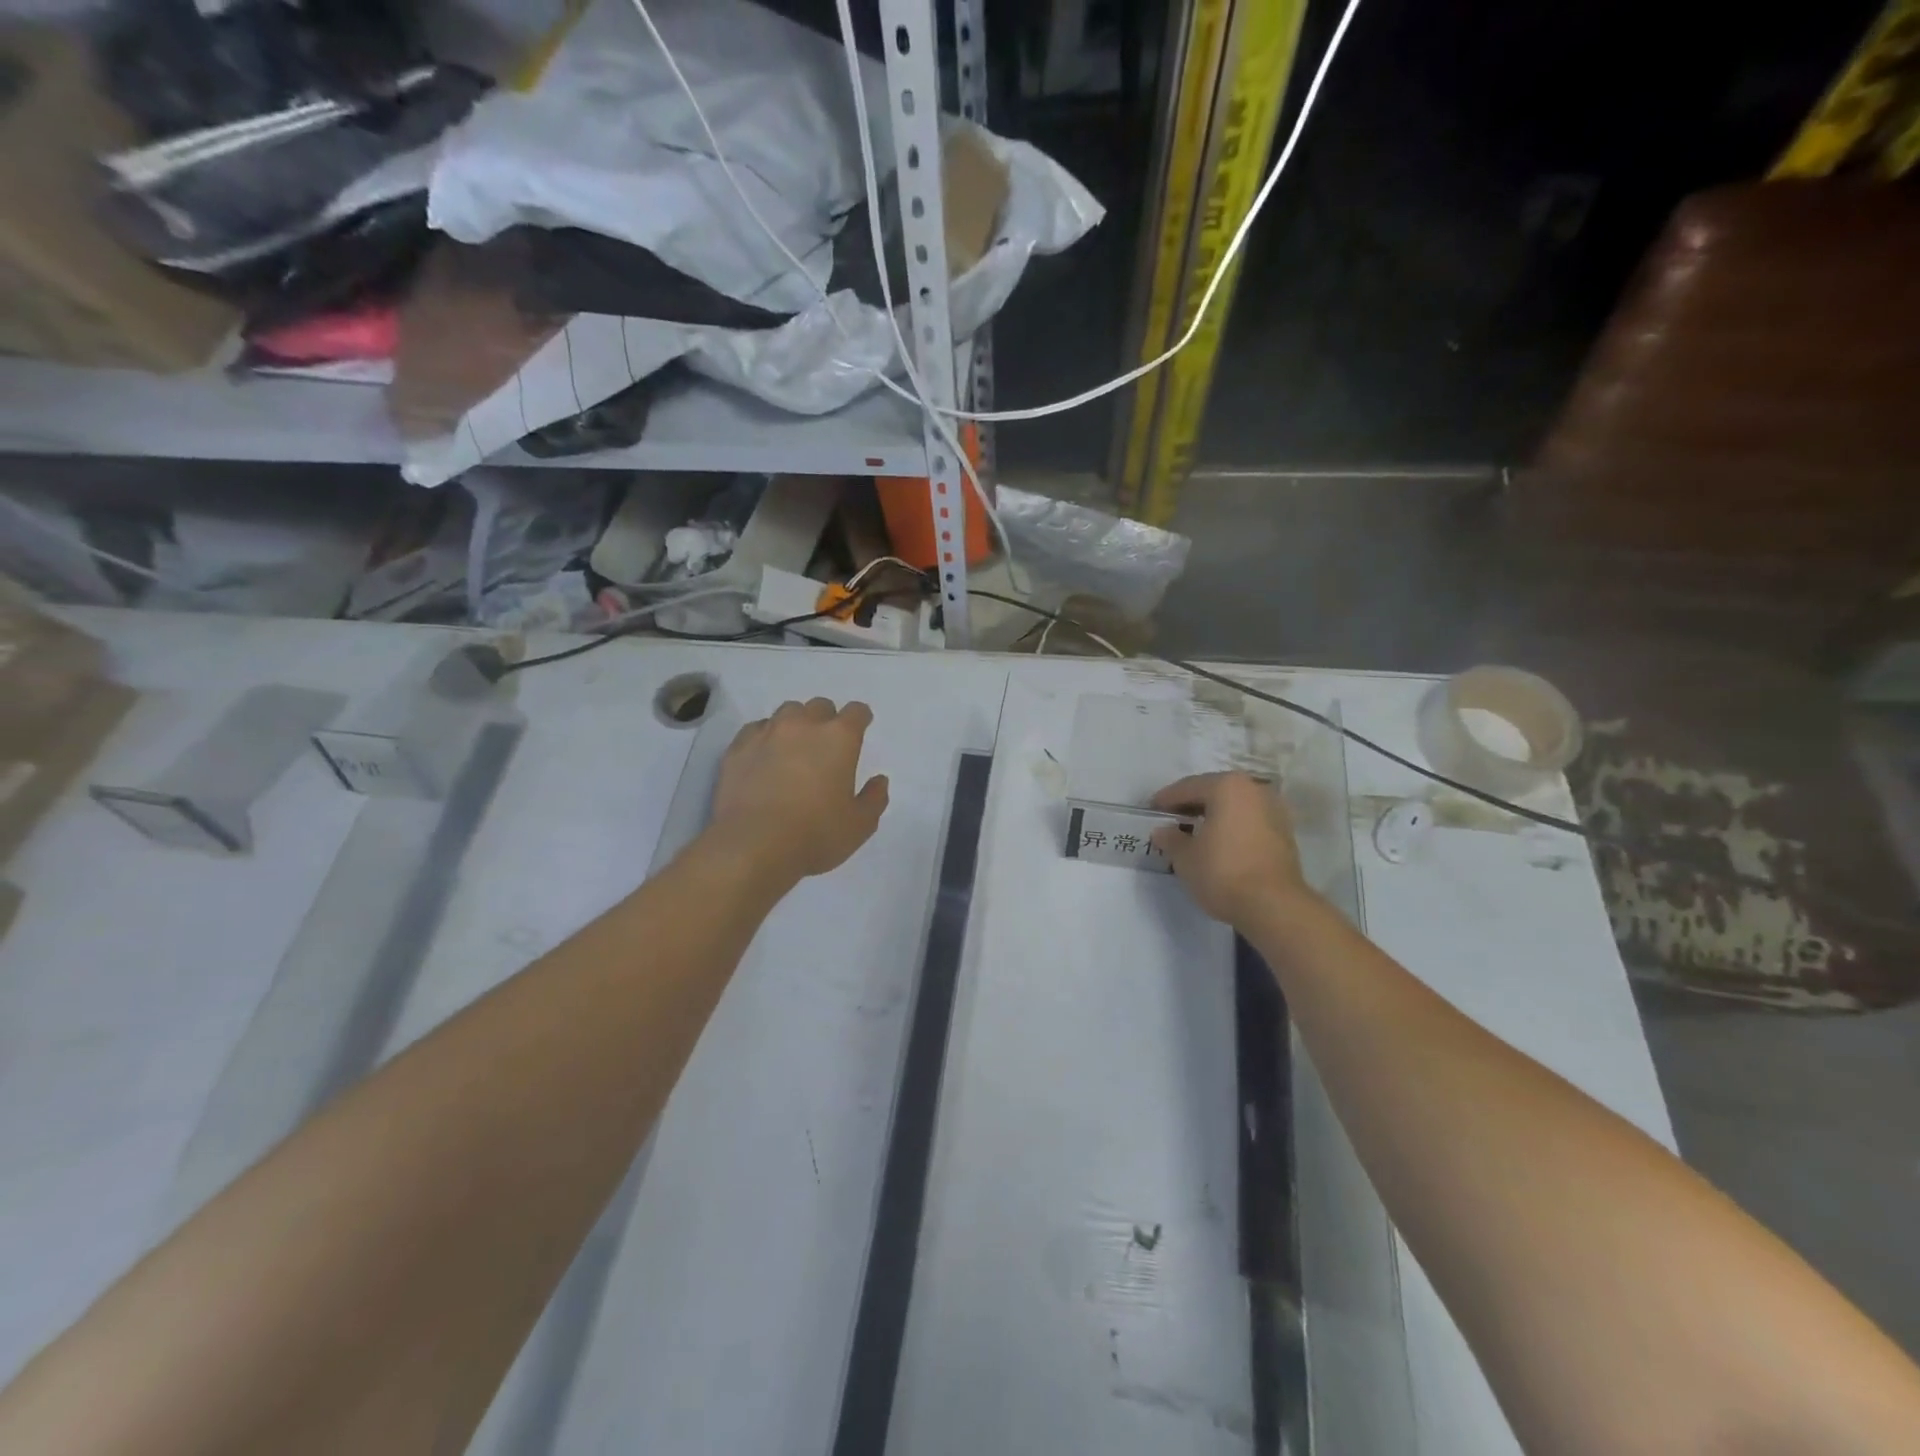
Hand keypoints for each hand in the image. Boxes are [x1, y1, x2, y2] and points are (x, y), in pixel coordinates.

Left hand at [709, 698, 889, 886]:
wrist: (753, 845)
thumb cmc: (816, 834)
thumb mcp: (860, 825)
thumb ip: (874, 798)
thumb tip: (879, 781)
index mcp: (839, 738)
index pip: (856, 712)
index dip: (860, 718)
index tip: (860, 729)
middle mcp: (803, 726)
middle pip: (819, 706)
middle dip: (826, 719)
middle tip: (825, 744)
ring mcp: (767, 733)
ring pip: (786, 712)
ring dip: (795, 724)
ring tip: (793, 747)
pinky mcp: (738, 748)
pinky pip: (755, 729)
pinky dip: (764, 737)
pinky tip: (764, 756)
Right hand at [1149, 772, 1315, 929]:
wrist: (1274, 906)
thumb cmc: (1223, 872)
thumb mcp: (1185, 857)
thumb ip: (1171, 839)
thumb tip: (1162, 831)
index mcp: (1227, 787)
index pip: (1188, 787)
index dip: (1166, 799)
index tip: (1151, 810)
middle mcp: (1254, 790)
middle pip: (1214, 792)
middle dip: (1191, 804)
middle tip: (1171, 819)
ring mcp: (1274, 810)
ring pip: (1234, 806)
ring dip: (1214, 815)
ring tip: (1194, 832)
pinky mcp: (1285, 833)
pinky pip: (1249, 821)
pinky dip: (1232, 827)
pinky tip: (1219, 843)